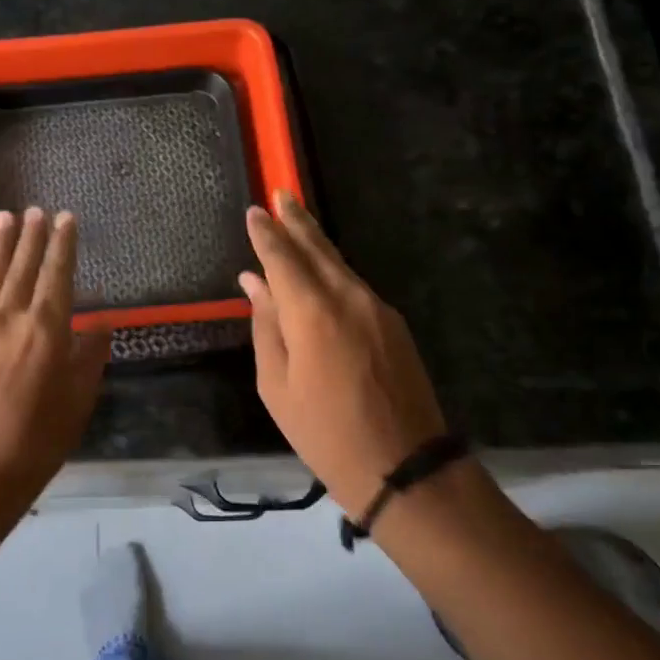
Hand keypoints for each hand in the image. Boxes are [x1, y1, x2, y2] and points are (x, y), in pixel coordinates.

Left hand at [0, 208, 110, 513]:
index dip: (63, 245)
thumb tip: (99, 324)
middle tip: (36, 210)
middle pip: (22, 266)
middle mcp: (10, 316)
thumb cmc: (35, 441)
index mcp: (46, 329)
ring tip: (6, 216)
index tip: (66, 219)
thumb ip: (89, 357)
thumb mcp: (77, 402)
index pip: (57, 274)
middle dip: (31, 236)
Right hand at [240, 191, 450, 520]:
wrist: (405, 466)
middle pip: (318, 249)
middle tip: (281, 193)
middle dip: (297, 220)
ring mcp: (377, 309)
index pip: (283, 258)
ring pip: (339, 264)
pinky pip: (354, 285)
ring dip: (316, 242)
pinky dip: (333, 269)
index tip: (254, 210)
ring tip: (296, 222)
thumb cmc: (325, 433)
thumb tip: (254, 282)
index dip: (267, 234)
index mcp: (313, 312)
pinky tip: (321, 270)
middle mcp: (348, 298)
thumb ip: (267, 326)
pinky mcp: (394, 324)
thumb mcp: (277, 385)